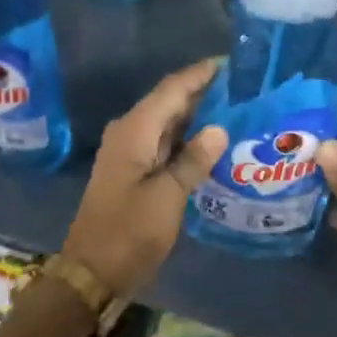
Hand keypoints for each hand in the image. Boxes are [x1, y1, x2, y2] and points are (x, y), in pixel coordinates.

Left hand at [61, 59, 227, 300]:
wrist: (92, 272)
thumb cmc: (129, 233)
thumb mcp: (168, 197)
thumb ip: (193, 160)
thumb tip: (219, 128)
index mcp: (134, 130)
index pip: (172, 88)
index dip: (200, 74)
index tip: (233, 64)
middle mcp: (128, 132)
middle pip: (169, 101)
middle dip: (203, 93)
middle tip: (244, 88)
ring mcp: (128, 152)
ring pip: (167, 122)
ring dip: (197, 116)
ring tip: (236, 109)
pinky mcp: (132, 171)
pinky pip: (162, 143)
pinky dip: (186, 139)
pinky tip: (212, 143)